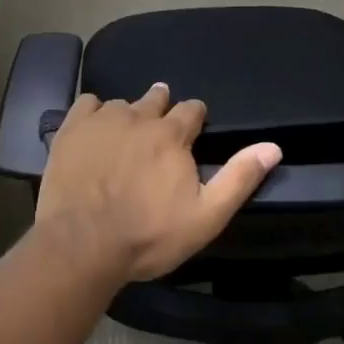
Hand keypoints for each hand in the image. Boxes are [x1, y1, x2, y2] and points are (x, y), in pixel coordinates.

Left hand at [35, 83, 281, 281]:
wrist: (83, 244)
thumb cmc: (148, 235)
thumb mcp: (206, 216)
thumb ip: (239, 178)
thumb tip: (272, 147)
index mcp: (172, 135)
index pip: (191, 110)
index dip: (194, 116)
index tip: (193, 124)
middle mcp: (138, 117)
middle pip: (155, 99)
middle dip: (161, 106)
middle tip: (160, 120)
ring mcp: (101, 120)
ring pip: (121, 103)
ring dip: (128, 113)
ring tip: (126, 129)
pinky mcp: (71, 129)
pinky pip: (86, 104)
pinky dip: (93, 112)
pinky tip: (93, 127)